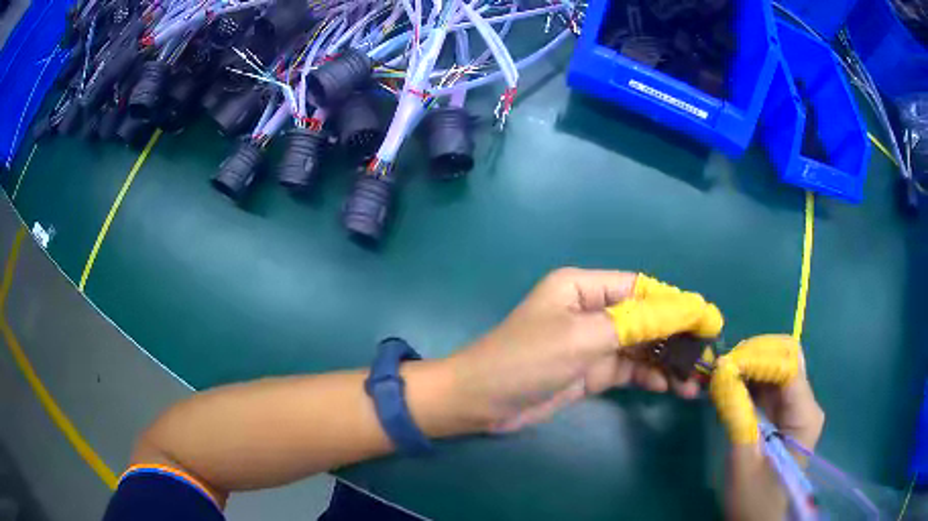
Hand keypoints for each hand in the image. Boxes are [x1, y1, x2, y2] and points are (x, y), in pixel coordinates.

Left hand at [446, 268, 723, 432]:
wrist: (480, 402)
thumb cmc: (526, 360)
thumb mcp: (582, 337)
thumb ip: (636, 324)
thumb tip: (686, 308)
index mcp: (584, 287)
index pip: (641, 288)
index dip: (676, 302)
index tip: (707, 319)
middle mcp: (591, 310)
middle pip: (645, 318)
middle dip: (676, 335)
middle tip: (708, 354)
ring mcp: (592, 343)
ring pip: (640, 347)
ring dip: (668, 361)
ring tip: (697, 379)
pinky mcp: (590, 372)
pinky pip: (628, 369)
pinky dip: (650, 376)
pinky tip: (671, 387)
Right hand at [723, 336, 824, 520]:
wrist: (759, 519)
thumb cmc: (753, 499)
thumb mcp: (744, 461)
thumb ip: (737, 416)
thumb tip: (722, 373)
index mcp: (804, 414)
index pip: (788, 365)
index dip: (758, 357)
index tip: (725, 365)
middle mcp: (805, 402)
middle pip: (786, 357)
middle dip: (754, 355)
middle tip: (722, 368)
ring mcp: (795, 406)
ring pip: (776, 366)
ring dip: (749, 365)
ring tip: (721, 375)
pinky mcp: (783, 412)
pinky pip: (768, 384)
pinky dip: (749, 379)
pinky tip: (730, 387)